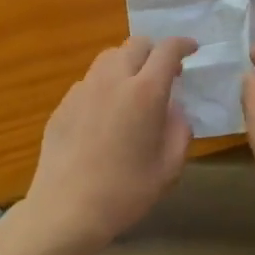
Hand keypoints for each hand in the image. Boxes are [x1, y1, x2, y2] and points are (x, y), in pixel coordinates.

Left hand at [23, 36, 197, 253]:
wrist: (66, 210)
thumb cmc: (126, 191)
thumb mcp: (169, 166)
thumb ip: (179, 129)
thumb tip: (173, 109)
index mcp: (145, 92)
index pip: (167, 50)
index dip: (182, 44)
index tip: (192, 49)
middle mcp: (113, 80)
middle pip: (135, 44)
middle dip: (154, 51)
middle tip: (164, 74)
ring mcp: (83, 90)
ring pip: (108, 58)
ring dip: (127, 64)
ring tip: (133, 89)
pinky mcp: (63, 104)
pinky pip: (89, 82)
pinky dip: (104, 86)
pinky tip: (105, 115)